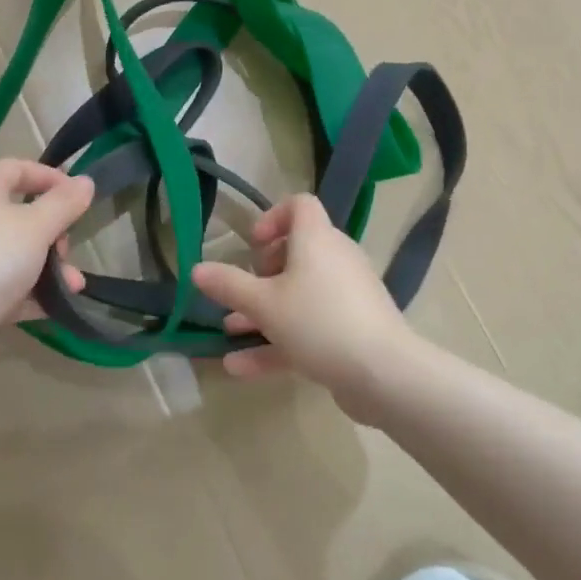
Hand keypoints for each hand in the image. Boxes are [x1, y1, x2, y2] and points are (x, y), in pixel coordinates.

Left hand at [0, 159, 92, 375]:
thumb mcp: (36, 225)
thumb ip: (64, 203)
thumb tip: (85, 181)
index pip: (17, 169)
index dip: (49, 177)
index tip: (78, 195)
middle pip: (21, 214)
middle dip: (54, 231)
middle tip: (67, 248)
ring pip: (18, 255)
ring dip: (50, 267)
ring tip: (75, 286)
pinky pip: (9, 288)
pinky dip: (33, 294)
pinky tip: (58, 306)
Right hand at [191, 193, 420, 417]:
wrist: (384, 374)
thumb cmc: (318, 322)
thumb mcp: (264, 304)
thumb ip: (228, 285)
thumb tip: (196, 269)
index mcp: (316, 239)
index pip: (300, 205)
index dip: (273, 217)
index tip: (253, 245)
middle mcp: (335, 259)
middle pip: (297, 251)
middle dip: (263, 272)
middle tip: (246, 288)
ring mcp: (346, 296)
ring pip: (300, 294)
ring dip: (264, 310)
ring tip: (229, 329)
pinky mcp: (352, 330)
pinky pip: (310, 325)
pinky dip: (279, 341)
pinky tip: (240, 368)